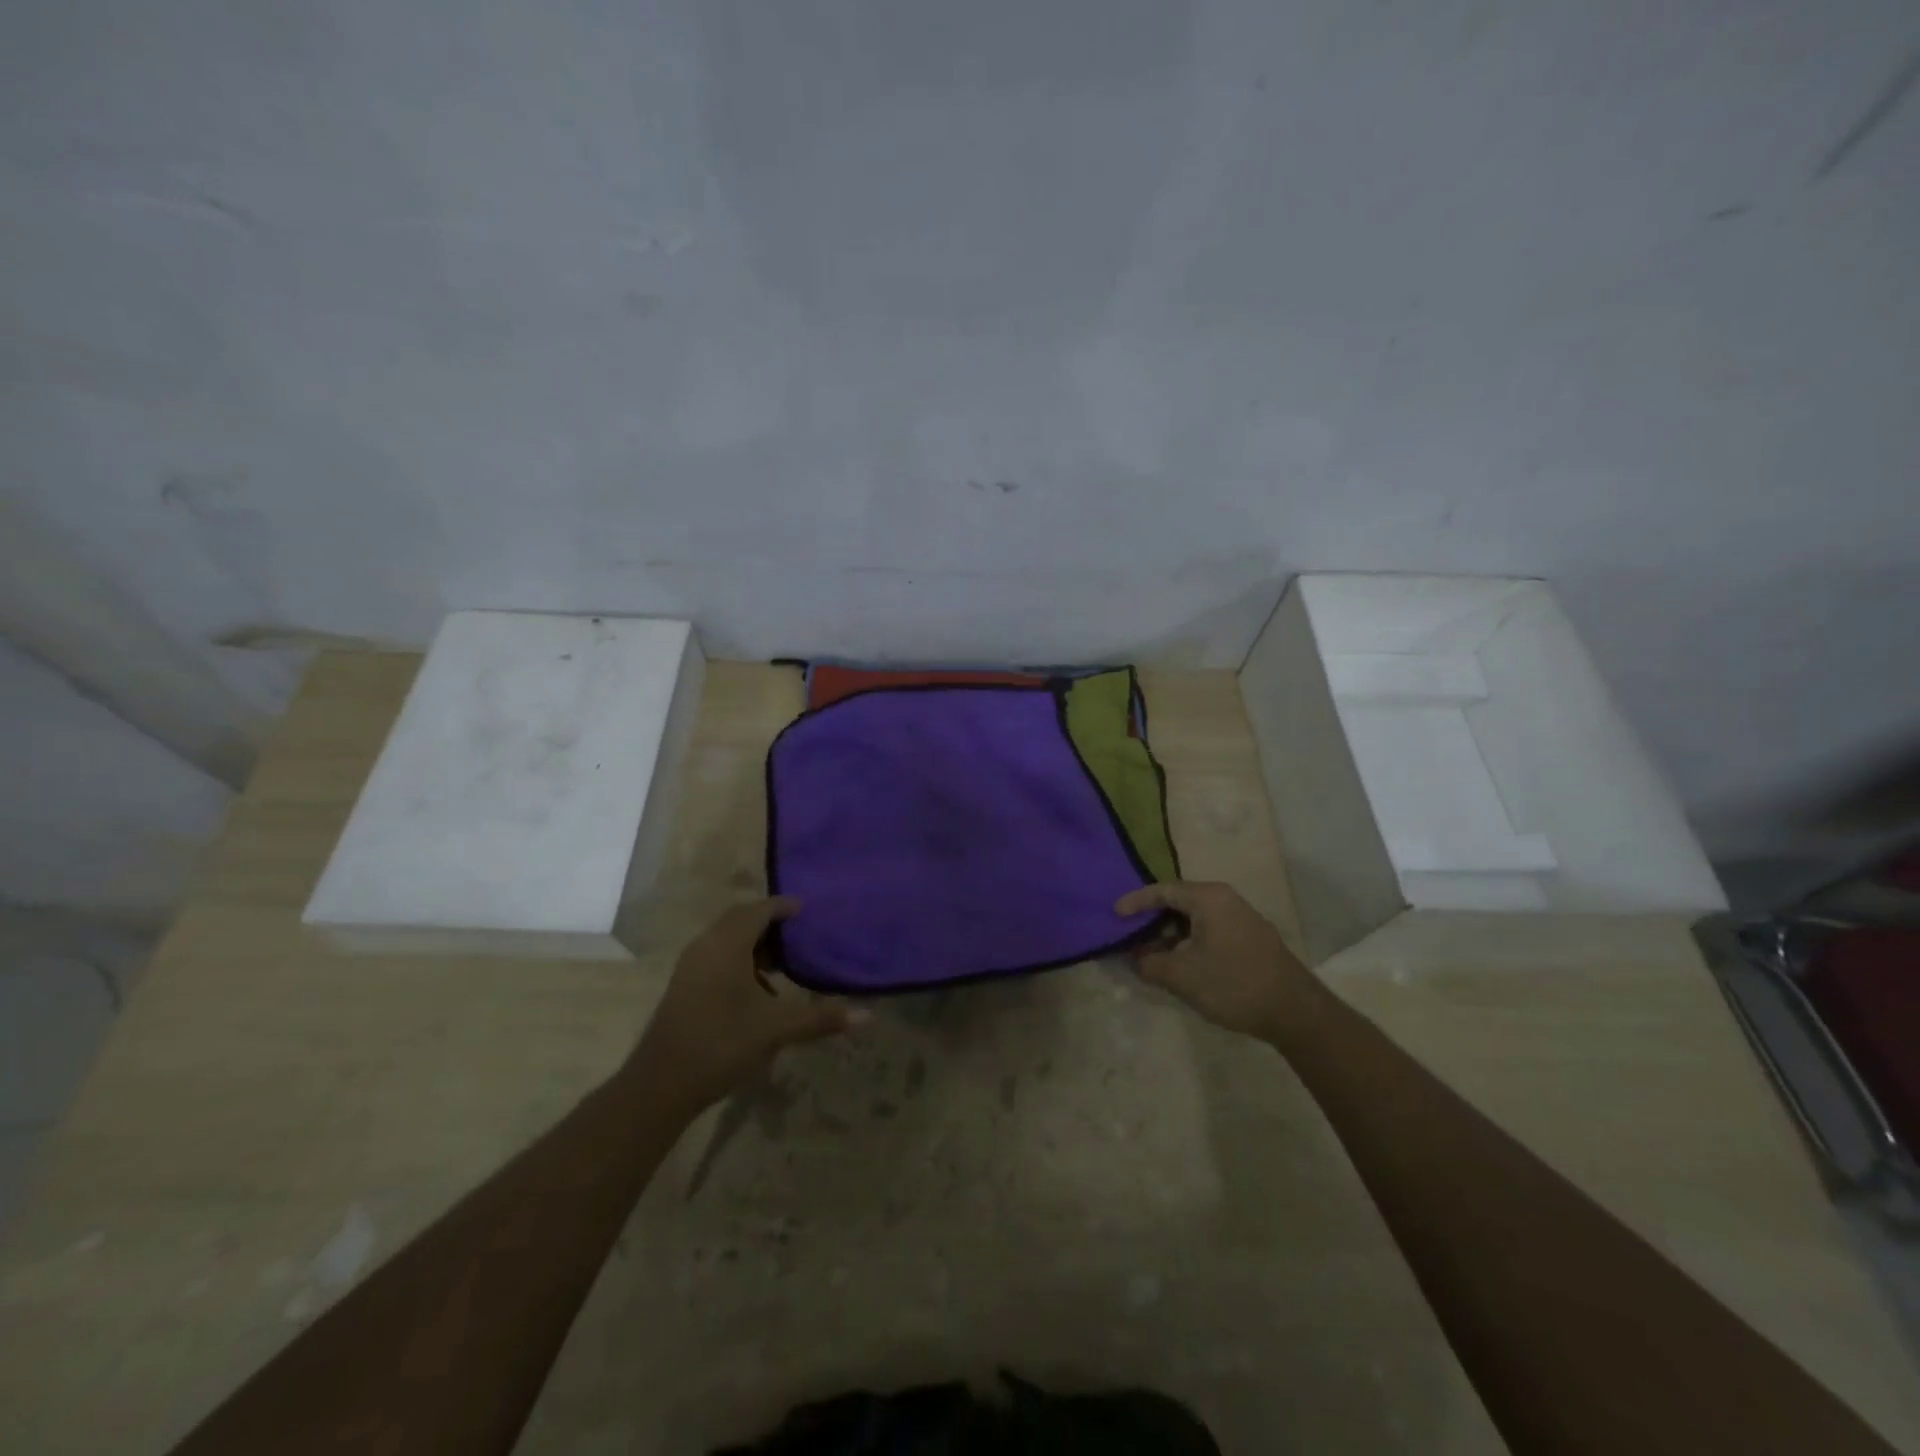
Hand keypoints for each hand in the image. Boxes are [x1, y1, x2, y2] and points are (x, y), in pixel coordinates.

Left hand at [630, 898, 862, 1112]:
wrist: (661, 1085)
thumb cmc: (722, 1043)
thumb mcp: (777, 1029)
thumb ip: (821, 1017)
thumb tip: (867, 1016)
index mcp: (727, 944)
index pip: (759, 910)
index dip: (784, 907)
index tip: (808, 911)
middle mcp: (706, 946)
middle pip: (741, 920)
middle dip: (770, 924)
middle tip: (800, 936)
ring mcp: (691, 966)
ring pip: (727, 940)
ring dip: (754, 945)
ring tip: (783, 966)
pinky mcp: (684, 986)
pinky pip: (717, 957)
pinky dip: (740, 962)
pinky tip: (758, 993)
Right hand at [1115, 881, 1325, 1048]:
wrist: (1295, 1012)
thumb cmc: (1233, 984)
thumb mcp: (1182, 976)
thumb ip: (1150, 964)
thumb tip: (1135, 958)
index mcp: (1208, 898)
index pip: (1162, 891)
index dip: (1135, 902)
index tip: (1114, 914)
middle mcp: (1226, 899)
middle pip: (1179, 901)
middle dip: (1152, 919)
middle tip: (1130, 934)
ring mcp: (1242, 917)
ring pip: (1195, 917)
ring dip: (1171, 933)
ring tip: (1151, 953)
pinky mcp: (1251, 937)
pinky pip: (1210, 928)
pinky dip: (1190, 940)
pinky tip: (1181, 962)